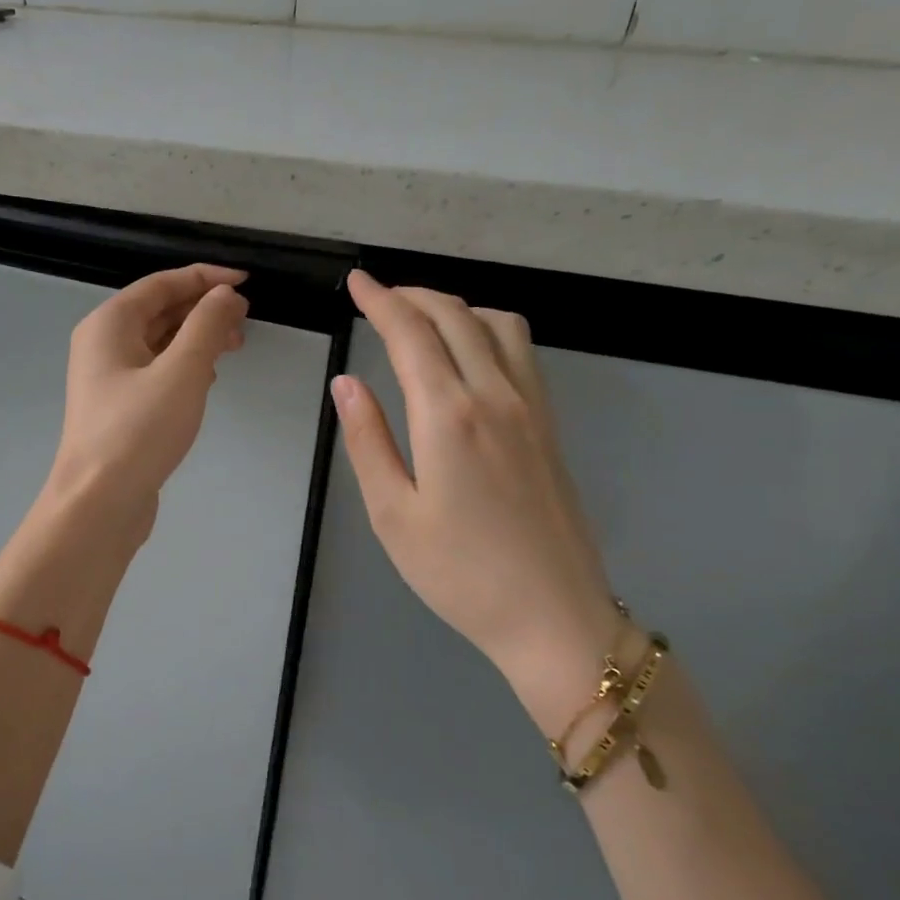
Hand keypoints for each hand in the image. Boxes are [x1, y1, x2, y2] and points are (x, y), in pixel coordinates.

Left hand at [44, 264, 249, 530]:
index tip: (246, 282)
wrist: (99, 503)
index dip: (205, 278)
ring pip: (159, 343)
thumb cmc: (138, 432)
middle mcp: (103, 344)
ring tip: (234, 348)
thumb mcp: (182, 372)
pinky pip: (156, 371)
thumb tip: (225, 294)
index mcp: (109, 324)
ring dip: (197, 339)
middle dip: (203, 310)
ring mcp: (108, 378)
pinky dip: (185, 367)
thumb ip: (207, 326)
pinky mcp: (120, 408)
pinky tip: (208, 380)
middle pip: (159, 311)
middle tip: (245, 322)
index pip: (162, 284)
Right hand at [332, 270, 622, 730]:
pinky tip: (468, 352)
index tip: (357, 282)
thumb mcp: (393, 515)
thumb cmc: (460, 574)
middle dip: (413, 295)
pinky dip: (487, 328)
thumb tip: (346, 384)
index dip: (380, 300)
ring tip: (420, 318)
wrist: (553, 616)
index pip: (411, 334)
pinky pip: (521, 351)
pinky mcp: (550, 426)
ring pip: (497, 324)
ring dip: (455, 306)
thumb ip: (368, 441)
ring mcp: (532, 408)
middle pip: (456, 317)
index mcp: (449, 416)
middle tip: (378, 296)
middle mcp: (495, 396)